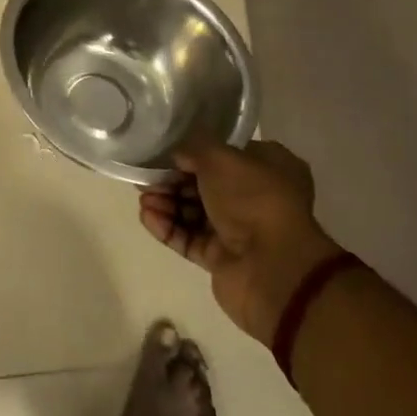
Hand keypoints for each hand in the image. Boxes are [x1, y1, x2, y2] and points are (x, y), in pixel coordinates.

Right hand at [139, 136, 343, 345]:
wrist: (272, 268)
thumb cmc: (253, 199)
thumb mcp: (220, 157)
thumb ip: (194, 147)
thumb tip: (178, 155)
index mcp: (270, 168)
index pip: (226, 154)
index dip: (195, 153)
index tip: (166, 154)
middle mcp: (257, 198)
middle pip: (205, 184)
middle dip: (173, 181)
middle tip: (146, 179)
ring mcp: (240, 230)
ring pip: (194, 212)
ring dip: (166, 203)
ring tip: (144, 200)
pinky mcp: (222, 258)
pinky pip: (189, 238)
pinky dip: (168, 227)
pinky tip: (147, 217)